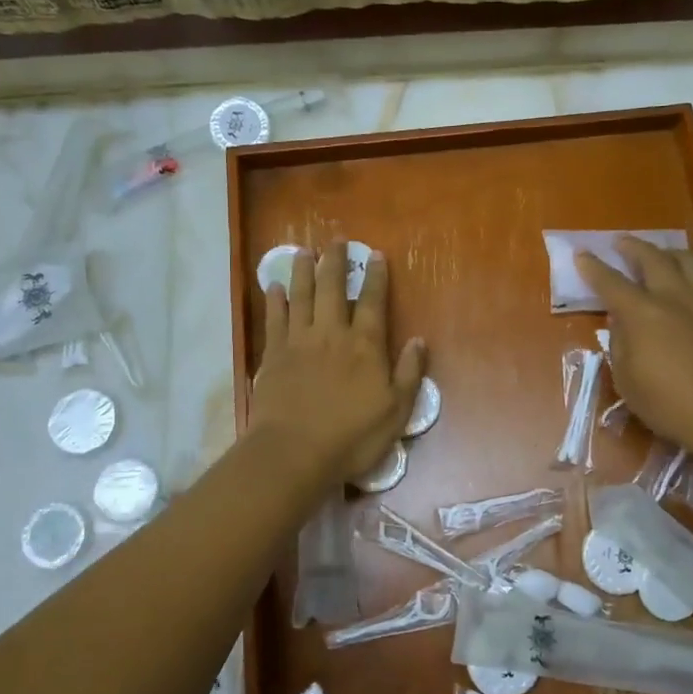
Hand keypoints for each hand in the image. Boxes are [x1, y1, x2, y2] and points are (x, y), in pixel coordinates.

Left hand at [249, 239, 425, 482]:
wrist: (294, 452)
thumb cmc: (351, 436)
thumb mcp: (396, 411)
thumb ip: (409, 373)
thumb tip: (419, 340)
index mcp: (365, 346)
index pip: (374, 303)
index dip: (377, 277)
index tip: (376, 254)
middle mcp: (332, 334)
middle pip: (333, 289)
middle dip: (336, 263)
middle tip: (336, 240)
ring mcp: (299, 342)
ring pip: (301, 296)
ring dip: (302, 271)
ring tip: (303, 251)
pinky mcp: (273, 356)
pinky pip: (274, 320)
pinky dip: (274, 301)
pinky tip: (274, 287)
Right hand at [578, 237, 692, 456]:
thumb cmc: (670, 404)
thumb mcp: (628, 381)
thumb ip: (621, 345)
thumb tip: (622, 324)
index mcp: (643, 313)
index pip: (611, 282)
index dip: (593, 267)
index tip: (582, 253)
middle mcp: (674, 297)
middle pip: (652, 258)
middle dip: (632, 247)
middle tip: (620, 242)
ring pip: (687, 260)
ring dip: (667, 252)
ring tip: (659, 254)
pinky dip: (692, 273)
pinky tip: (690, 284)